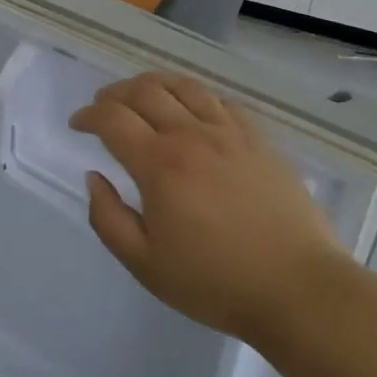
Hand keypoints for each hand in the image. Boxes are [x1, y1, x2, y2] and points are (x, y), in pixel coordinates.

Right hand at [71, 74, 347, 346]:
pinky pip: (221, 101)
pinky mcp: (259, 140)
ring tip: (141, 96)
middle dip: (114, 94)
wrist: (299, 291)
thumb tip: (94, 178)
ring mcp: (230, 133)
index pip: (112, 119)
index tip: (77, 124)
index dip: (88, 115)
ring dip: (152, 84)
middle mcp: (191, 136)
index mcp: (159, 164)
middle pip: (144, 91)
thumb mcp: (145, 264)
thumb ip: (108, 218)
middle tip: (103, 108)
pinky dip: (196, 97)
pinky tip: (193, 112)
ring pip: (183, 86)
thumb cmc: (215, 283)